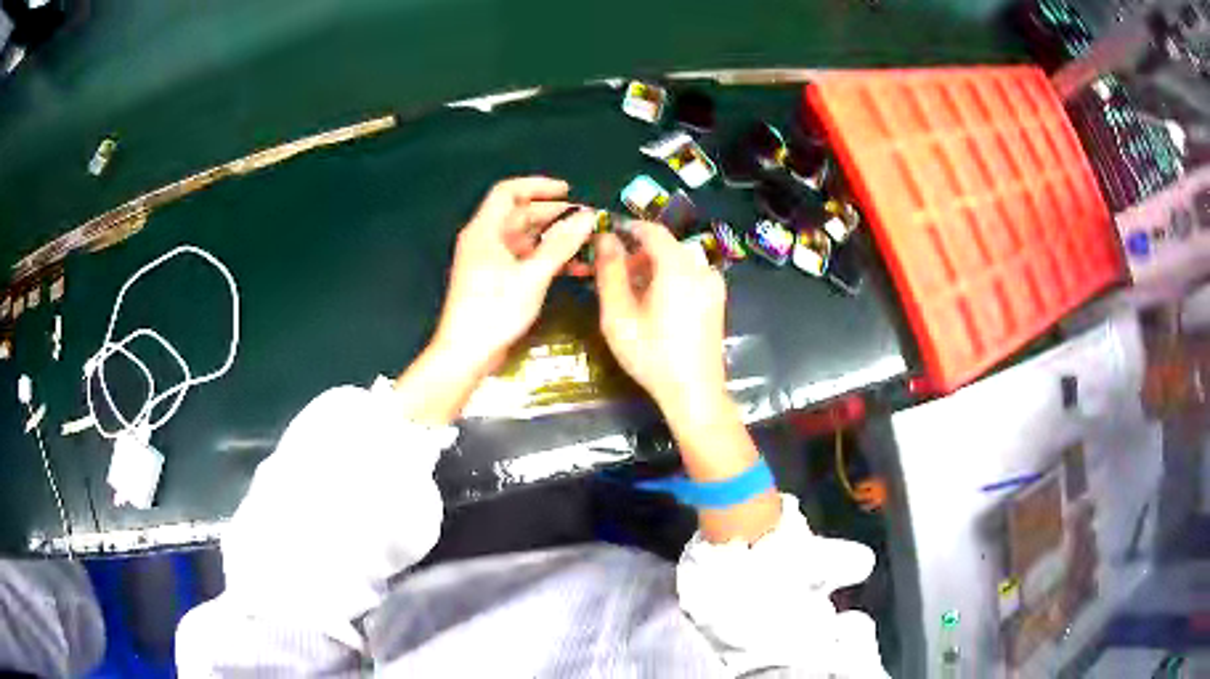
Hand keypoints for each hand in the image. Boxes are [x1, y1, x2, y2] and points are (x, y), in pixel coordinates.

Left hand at [432, 177, 595, 374]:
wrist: (466, 353)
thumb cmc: (494, 310)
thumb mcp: (532, 276)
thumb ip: (560, 244)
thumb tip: (587, 217)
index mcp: (485, 230)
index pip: (508, 192)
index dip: (538, 186)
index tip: (568, 191)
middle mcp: (485, 240)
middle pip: (520, 215)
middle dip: (554, 216)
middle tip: (586, 222)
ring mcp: (489, 261)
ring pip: (525, 240)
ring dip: (554, 240)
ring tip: (586, 246)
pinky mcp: (495, 281)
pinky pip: (524, 260)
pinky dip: (546, 259)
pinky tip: (572, 268)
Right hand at [596, 223, 779, 542]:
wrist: (695, 393)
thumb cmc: (652, 355)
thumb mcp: (619, 314)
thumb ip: (610, 271)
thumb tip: (605, 238)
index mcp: (678, 266)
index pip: (651, 230)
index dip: (627, 228)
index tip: (605, 237)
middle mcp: (701, 268)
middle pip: (665, 246)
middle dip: (637, 253)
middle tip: (612, 273)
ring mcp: (713, 285)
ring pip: (677, 262)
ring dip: (652, 268)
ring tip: (630, 293)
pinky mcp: (717, 301)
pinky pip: (689, 277)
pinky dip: (668, 280)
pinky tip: (654, 305)